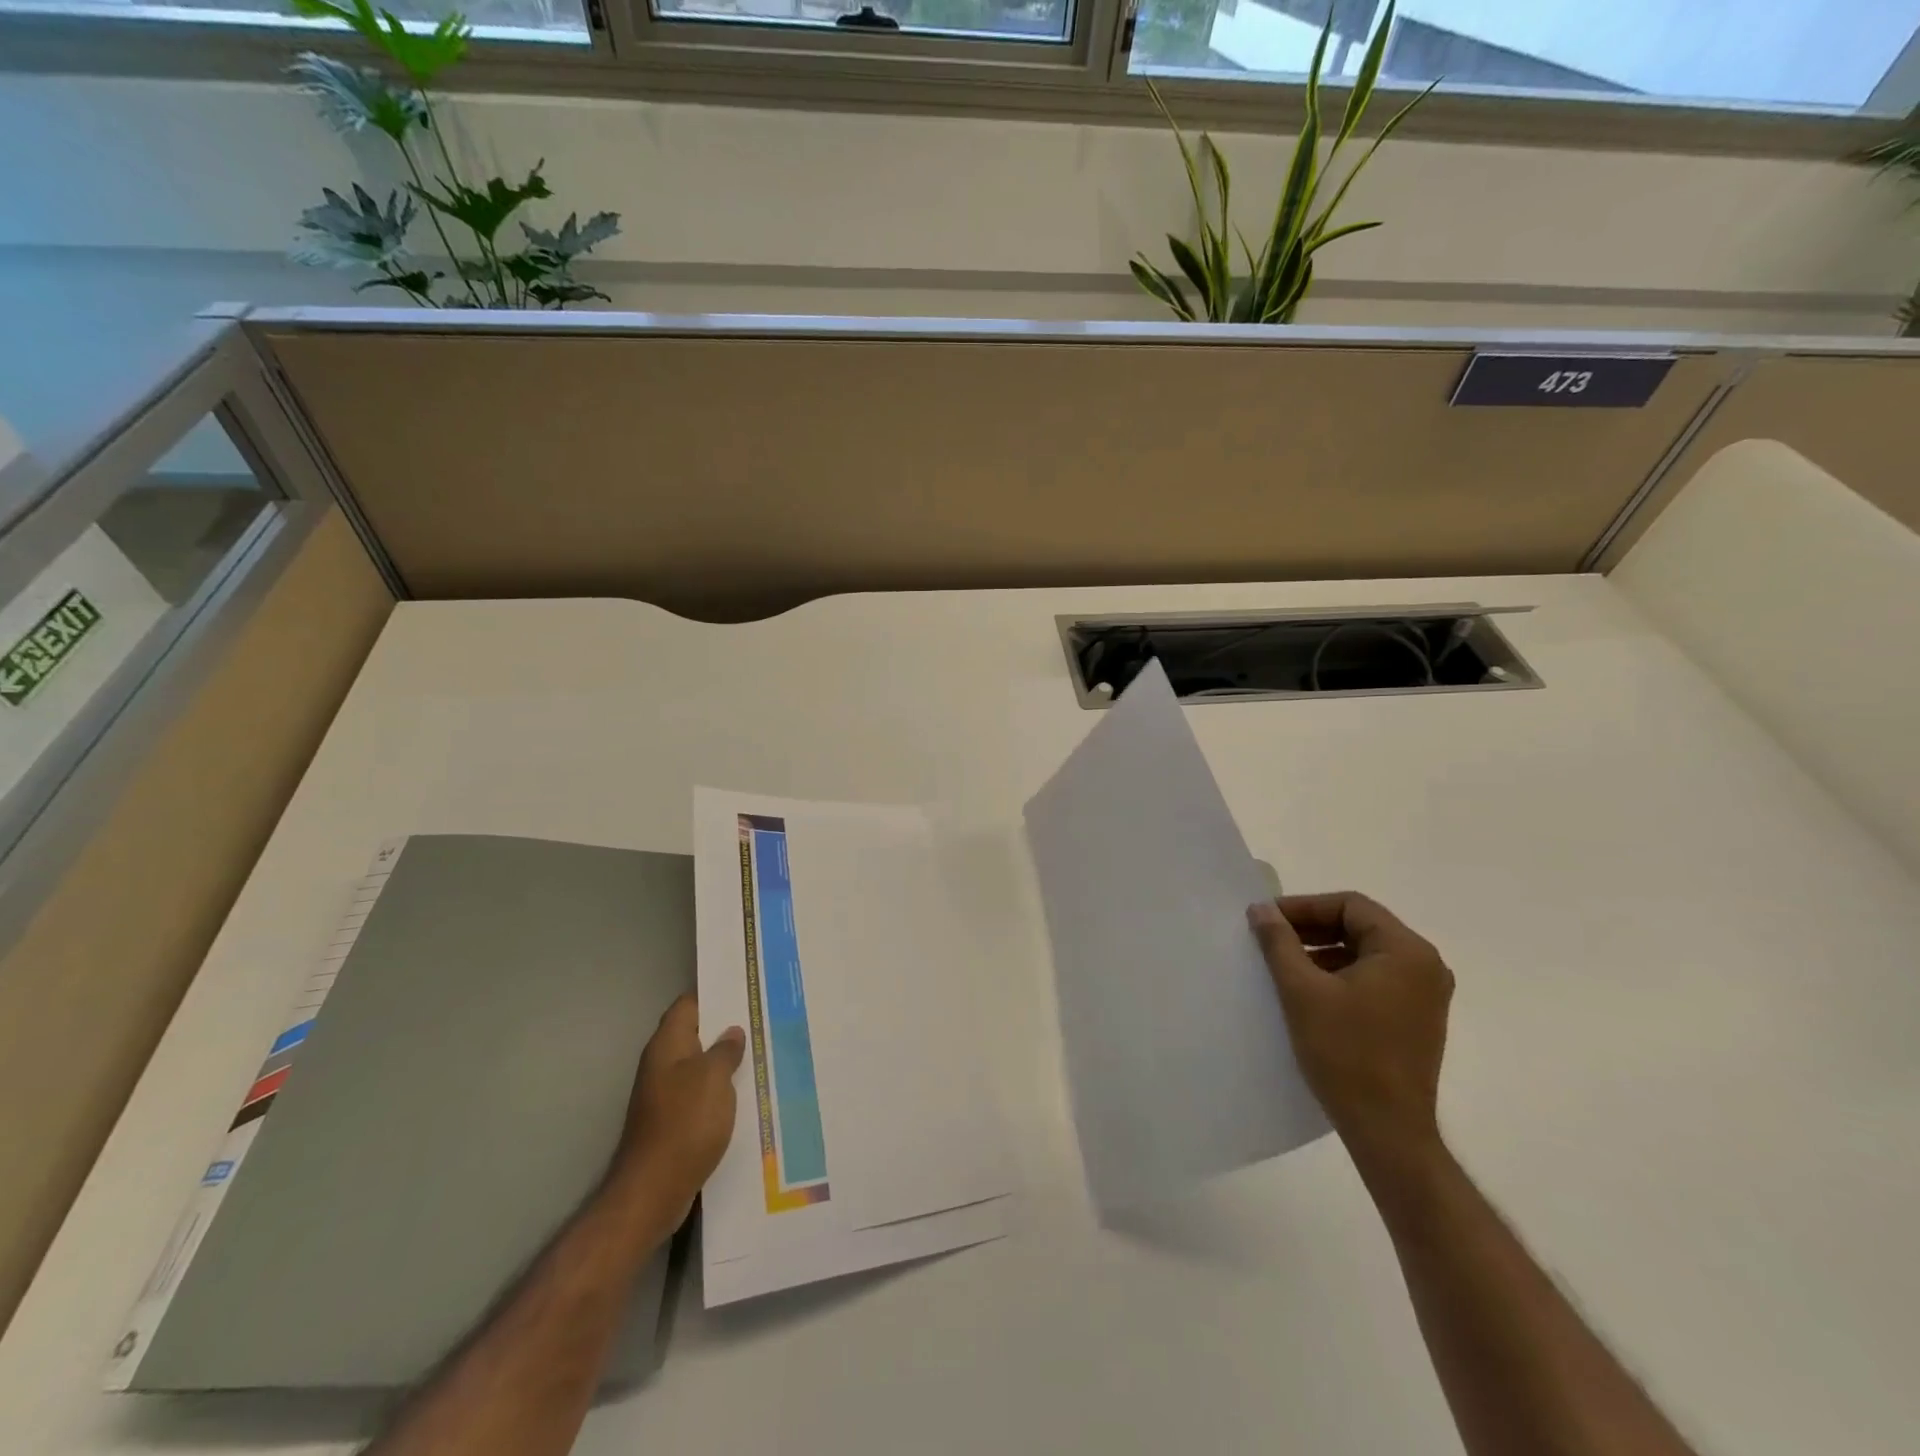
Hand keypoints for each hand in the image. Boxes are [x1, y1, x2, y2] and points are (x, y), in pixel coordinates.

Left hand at [610, 994, 745, 1228]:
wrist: (653, 1191)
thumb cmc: (685, 1123)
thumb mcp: (714, 1078)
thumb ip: (725, 1050)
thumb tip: (732, 1032)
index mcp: (667, 1045)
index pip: (688, 1004)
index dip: (714, 993)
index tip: (745, 988)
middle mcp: (661, 1064)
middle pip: (695, 1033)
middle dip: (725, 1027)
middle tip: (762, 1018)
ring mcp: (664, 1094)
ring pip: (699, 1065)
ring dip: (725, 1060)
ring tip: (760, 1051)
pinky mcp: (671, 1121)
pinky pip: (699, 1093)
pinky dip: (720, 1089)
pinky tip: (745, 1092)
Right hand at [1247, 893, 1452, 1163]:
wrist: (1388, 1131)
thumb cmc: (1345, 1053)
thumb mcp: (1302, 990)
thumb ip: (1279, 942)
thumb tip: (1261, 909)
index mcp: (1406, 951)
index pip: (1350, 905)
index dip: (1304, 906)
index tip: (1267, 919)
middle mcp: (1425, 966)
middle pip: (1360, 926)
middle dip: (1312, 928)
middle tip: (1270, 938)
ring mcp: (1425, 995)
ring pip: (1365, 953)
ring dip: (1323, 951)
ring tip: (1283, 964)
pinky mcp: (1416, 1019)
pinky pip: (1374, 978)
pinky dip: (1340, 974)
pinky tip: (1309, 991)